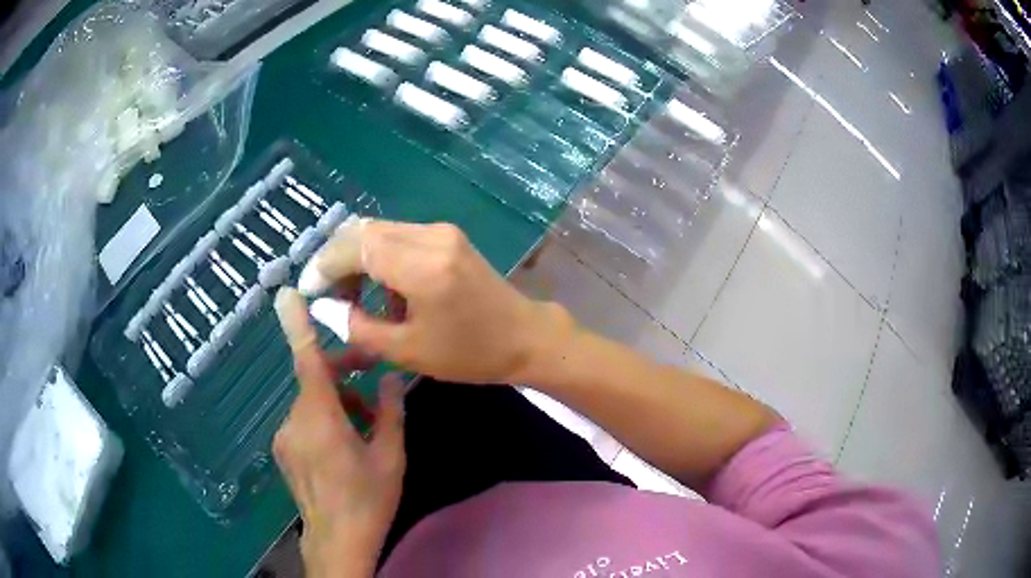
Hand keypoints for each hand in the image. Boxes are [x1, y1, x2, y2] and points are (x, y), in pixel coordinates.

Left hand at [273, 288, 405, 577]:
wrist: (338, 541)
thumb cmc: (368, 498)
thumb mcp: (389, 455)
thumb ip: (390, 411)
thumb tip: (393, 378)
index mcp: (320, 417)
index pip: (306, 360)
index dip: (296, 325)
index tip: (285, 294)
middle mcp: (294, 421)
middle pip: (313, 380)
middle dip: (342, 373)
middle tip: (374, 380)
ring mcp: (285, 437)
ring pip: (310, 403)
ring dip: (337, 401)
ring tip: (368, 423)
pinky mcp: (284, 451)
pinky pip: (304, 421)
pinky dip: (325, 419)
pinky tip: (346, 442)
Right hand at [298, 220, 573, 383]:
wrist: (524, 337)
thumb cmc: (469, 353)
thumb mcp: (407, 351)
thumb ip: (357, 327)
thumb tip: (324, 306)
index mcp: (422, 266)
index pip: (355, 247)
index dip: (325, 265)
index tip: (310, 290)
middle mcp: (431, 236)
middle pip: (363, 231)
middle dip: (336, 259)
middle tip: (327, 294)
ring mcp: (442, 231)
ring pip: (379, 231)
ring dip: (356, 257)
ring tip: (349, 294)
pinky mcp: (447, 235)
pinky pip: (398, 236)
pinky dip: (378, 256)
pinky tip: (378, 286)